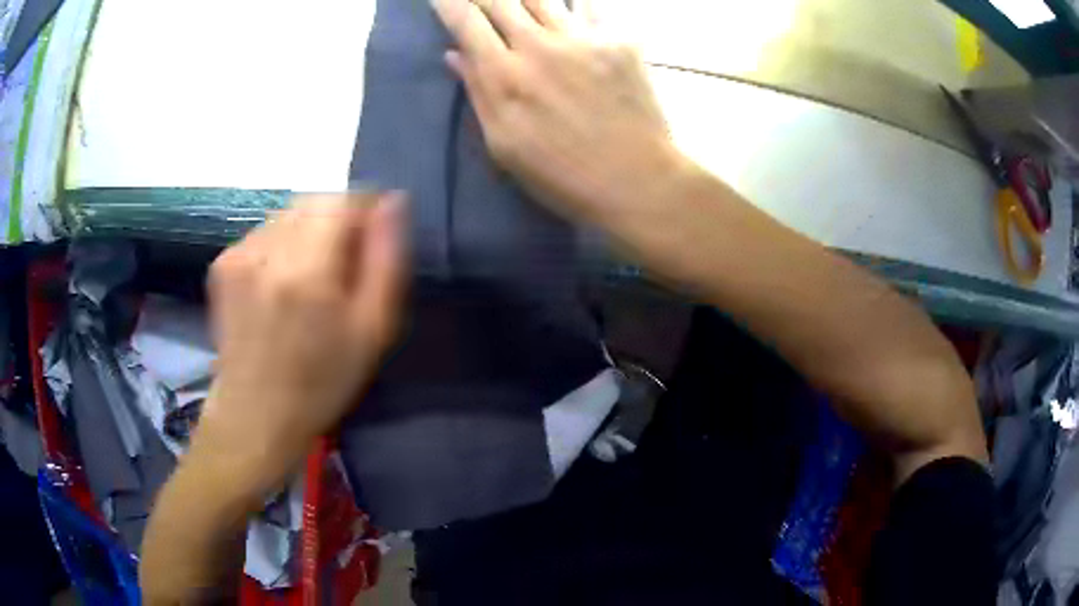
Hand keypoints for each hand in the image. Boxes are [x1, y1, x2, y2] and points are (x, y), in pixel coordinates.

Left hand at [196, 192, 406, 495]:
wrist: (256, 414)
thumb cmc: (322, 380)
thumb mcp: (373, 330)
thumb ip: (386, 259)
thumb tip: (392, 202)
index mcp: (307, 269)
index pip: (343, 199)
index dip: (363, 214)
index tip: (368, 246)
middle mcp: (267, 250)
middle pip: (314, 202)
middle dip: (335, 223)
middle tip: (339, 271)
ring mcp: (239, 254)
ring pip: (288, 214)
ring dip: (307, 234)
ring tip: (307, 283)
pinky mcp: (223, 263)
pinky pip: (265, 232)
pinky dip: (280, 247)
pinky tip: (279, 287)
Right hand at [432, 0, 686, 222]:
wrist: (635, 180)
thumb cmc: (562, 174)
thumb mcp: (504, 145)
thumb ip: (478, 92)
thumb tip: (455, 54)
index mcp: (504, 75)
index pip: (466, 21)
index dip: (450, 3)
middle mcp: (539, 45)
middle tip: (481, 2)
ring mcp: (582, 38)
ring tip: (519, 6)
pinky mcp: (618, 41)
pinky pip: (588, 7)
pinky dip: (572, 4)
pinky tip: (567, 9)